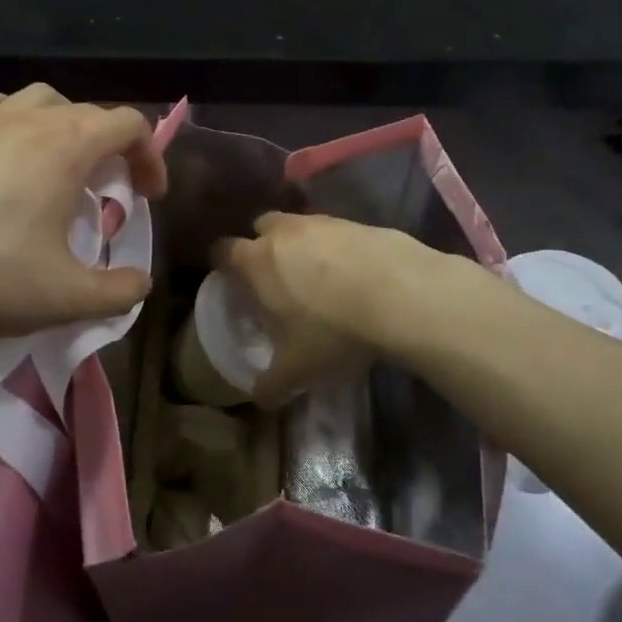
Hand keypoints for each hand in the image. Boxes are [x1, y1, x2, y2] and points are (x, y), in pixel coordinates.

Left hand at [0, 86, 167, 350]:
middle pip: (88, 112)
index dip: (151, 156)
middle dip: (112, 147)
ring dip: (64, 125)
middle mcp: (27, 120)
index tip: (149, 196)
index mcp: (66, 145)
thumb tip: (140, 285)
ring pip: (39, 100)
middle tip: (110, 192)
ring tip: (61, 165)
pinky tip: (5, 152)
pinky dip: (12, 119)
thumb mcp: (67, 297)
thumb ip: (118, 293)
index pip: (128, 124)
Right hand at [215, 212, 438, 402]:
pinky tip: (355, 276)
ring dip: (303, 246)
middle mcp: (283, 232)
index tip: (233, 283)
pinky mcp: (359, 222)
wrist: (399, 294)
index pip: (222, 250)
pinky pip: (337, 232)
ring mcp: (323, 222)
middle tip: (276, 278)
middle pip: (261, 227)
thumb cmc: (331, 330)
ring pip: (301, 226)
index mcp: (255, 262)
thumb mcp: (296, 369)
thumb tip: (260, 399)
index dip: (223, 265)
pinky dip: (339, 249)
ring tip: (320, 278)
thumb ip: (271, 384)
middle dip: (263, 246)